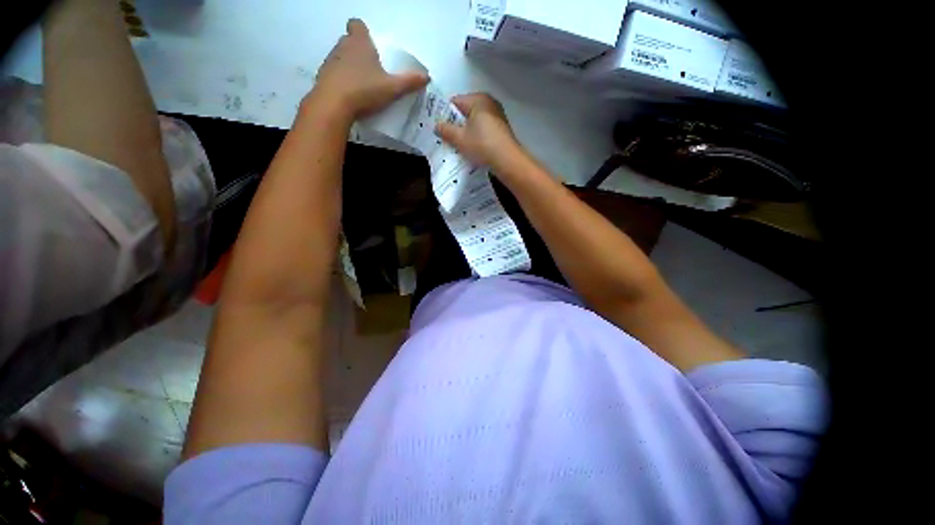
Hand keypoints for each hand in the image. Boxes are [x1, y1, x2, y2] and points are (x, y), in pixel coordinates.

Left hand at [311, 19, 428, 118]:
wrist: (333, 105)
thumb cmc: (364, 90)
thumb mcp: (392, 88)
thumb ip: (409, 82)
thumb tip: (427, 76)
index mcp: (359, 43)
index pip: (357, 25)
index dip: (363, 31)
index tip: (370, 43)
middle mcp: (342, 46)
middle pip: (349, 41)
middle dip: (358, 50)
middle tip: (371, 67)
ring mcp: (330, 61)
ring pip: (341, 56)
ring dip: (349, 65)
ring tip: (361, 84)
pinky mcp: (322, 77)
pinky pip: (334, 73)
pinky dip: (341, 80)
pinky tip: (350, 95)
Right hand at [435, 93, 521, 170]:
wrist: (507, 161)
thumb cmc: (482, 145)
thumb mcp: (460, 139)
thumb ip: (446, 130)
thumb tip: (436, 125)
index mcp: (478, 99)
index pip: (455, 102)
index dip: (445, 115)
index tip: (440, 129)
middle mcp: (489, 102)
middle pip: (465, 111)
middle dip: (456, 124)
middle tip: (448, 138)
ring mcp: (497, 115)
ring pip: (475, 121)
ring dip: (466, 132)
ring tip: (460, 145)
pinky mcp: (502, 128)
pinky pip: (484, 128)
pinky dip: (477, 136)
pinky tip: (474, 148)